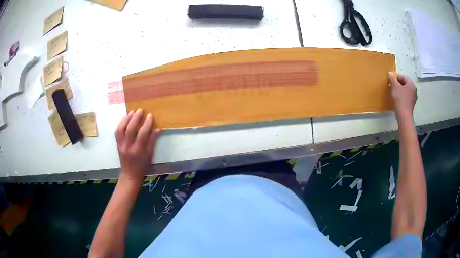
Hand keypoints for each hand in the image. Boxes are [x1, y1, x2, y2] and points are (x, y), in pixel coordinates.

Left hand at [115, 109, 158, 182]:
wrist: (130, 175)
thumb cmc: (142, 166)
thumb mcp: (150, 156)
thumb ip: (152, 142)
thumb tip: (157, 129)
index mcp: (138, 151)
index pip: (143, 134)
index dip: (147, 124)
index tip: (150, 115)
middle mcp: (128, 147)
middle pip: (131, 129)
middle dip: (136, 118)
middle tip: (141, 110)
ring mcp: (121, 145)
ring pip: (122, 129)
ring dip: (127, 118)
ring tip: (132, 111)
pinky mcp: (117, 144)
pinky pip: (117, 132)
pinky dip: (121, 123)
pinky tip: (125, 118)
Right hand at [389, 72, 416, 118]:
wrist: (403, 115)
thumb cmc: (400, 99)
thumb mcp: (394, 86)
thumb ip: (392, 78)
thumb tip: (391, 73)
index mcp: (411, 83)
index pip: (403, 76)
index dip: (396, 76)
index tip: (390, 80)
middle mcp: (414, 89)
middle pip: (404, 82)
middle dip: (398, 83)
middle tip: (391, 85)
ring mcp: (413, 97)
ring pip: (405, 89)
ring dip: (399, 89)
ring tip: (394, 91)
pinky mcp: (411, 103)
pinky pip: (406, 96)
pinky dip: (402, 95)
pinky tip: (397, 98)